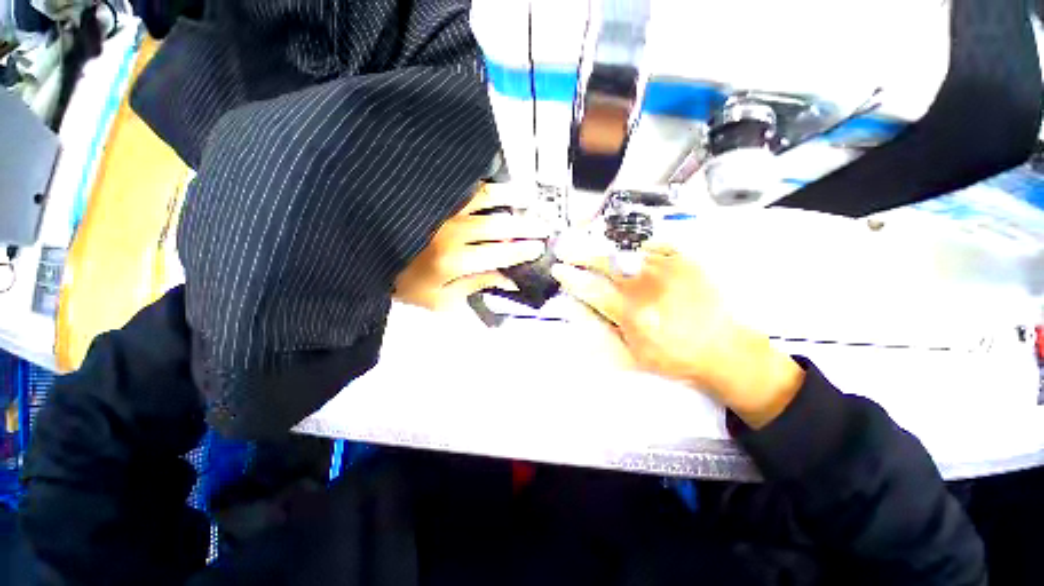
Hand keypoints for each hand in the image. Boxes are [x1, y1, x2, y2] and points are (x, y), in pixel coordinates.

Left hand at [394, 184, 550, 310]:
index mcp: (454, 261)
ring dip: (511, 197)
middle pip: (499, 226)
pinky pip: (462, 185)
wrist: (361, 258)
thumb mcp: (441, 300)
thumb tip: (507, 279)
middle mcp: (452, 233)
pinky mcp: (431, 197)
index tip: (539, 248)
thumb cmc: (404, 284)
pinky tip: (495, 181)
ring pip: (485, 198)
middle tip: (544, 225)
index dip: (523, 251)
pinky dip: (482, 182)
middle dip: (527, 226)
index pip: (500, 254)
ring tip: (529, 196)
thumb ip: (476, 287)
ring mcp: (442, 210)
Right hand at [551, 244, 804, 428]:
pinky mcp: (686, 261)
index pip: (591, 289)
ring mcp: (668, 269)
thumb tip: (579, 311)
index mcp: (632, 313)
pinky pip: (654, 245)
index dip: (570, 277)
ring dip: (604, 250)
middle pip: (605, 262)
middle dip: (580, 254)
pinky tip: (630, 253)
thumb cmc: (674, 358)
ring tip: (592, 249)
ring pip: (626, 250)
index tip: (558, 269)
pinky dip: (637, 247)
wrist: (723, 349)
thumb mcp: (632, 357)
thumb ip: (601, 333)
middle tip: (566, 249)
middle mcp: (648, 286)